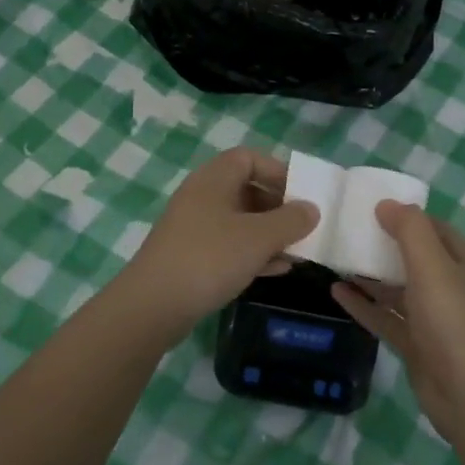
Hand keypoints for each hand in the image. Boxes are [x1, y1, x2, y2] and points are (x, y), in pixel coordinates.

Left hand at [114, 149, 317, 344]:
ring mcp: (194, 228)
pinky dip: (253, 253)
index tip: (301, 193)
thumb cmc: (210, 258)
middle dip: (278, 207)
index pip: (248, 158)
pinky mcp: (191, 257)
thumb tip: (311, 209)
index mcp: (214, 180)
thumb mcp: (258, 237)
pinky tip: (277, 270)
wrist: (153, 306)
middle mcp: (202, 197)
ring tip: (297, 251)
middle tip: (303, 226)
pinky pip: (229, 246)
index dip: (277, 171)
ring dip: (269, 233)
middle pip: (246, 189)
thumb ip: (290, 220)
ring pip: (240, 221)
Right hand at [332, 202, 464, 440]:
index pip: (434, 228)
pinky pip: (385, 318)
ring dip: (370, 275)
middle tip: (346, 230)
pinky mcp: (416, 344)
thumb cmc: (454, 321)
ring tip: (336, 258)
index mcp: (463, 263)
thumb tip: (385, 203)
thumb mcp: (433, 265)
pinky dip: (364, 305)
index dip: (406, 215)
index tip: (371, 205)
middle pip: (413, 257)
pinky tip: (336, 293)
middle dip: (383, 244)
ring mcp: (432, 318)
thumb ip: (410, 230)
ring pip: (397, 288)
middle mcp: (450, 287)